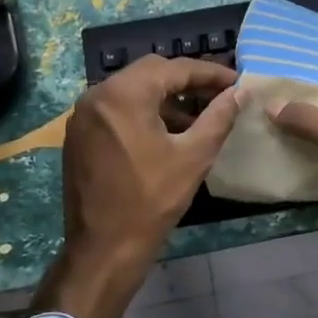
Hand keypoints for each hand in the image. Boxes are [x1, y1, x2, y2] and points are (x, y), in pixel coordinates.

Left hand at [38, 56, 240, 317]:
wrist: (103, 249)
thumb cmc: (151, 201)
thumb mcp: (193, 156)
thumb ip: (218, 117)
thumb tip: (239, 93)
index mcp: (123, 94)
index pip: (174, 69)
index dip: (209, 72)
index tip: (236, 81)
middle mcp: (97, 95)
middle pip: (150, 72)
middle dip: (186, 81)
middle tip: (218, 94)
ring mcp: (83, 115)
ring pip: (132, 90)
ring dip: (165, 97)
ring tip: (197, 117)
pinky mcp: (79, 135)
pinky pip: (116, 109)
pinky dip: (143, 112)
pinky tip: (167, 133)